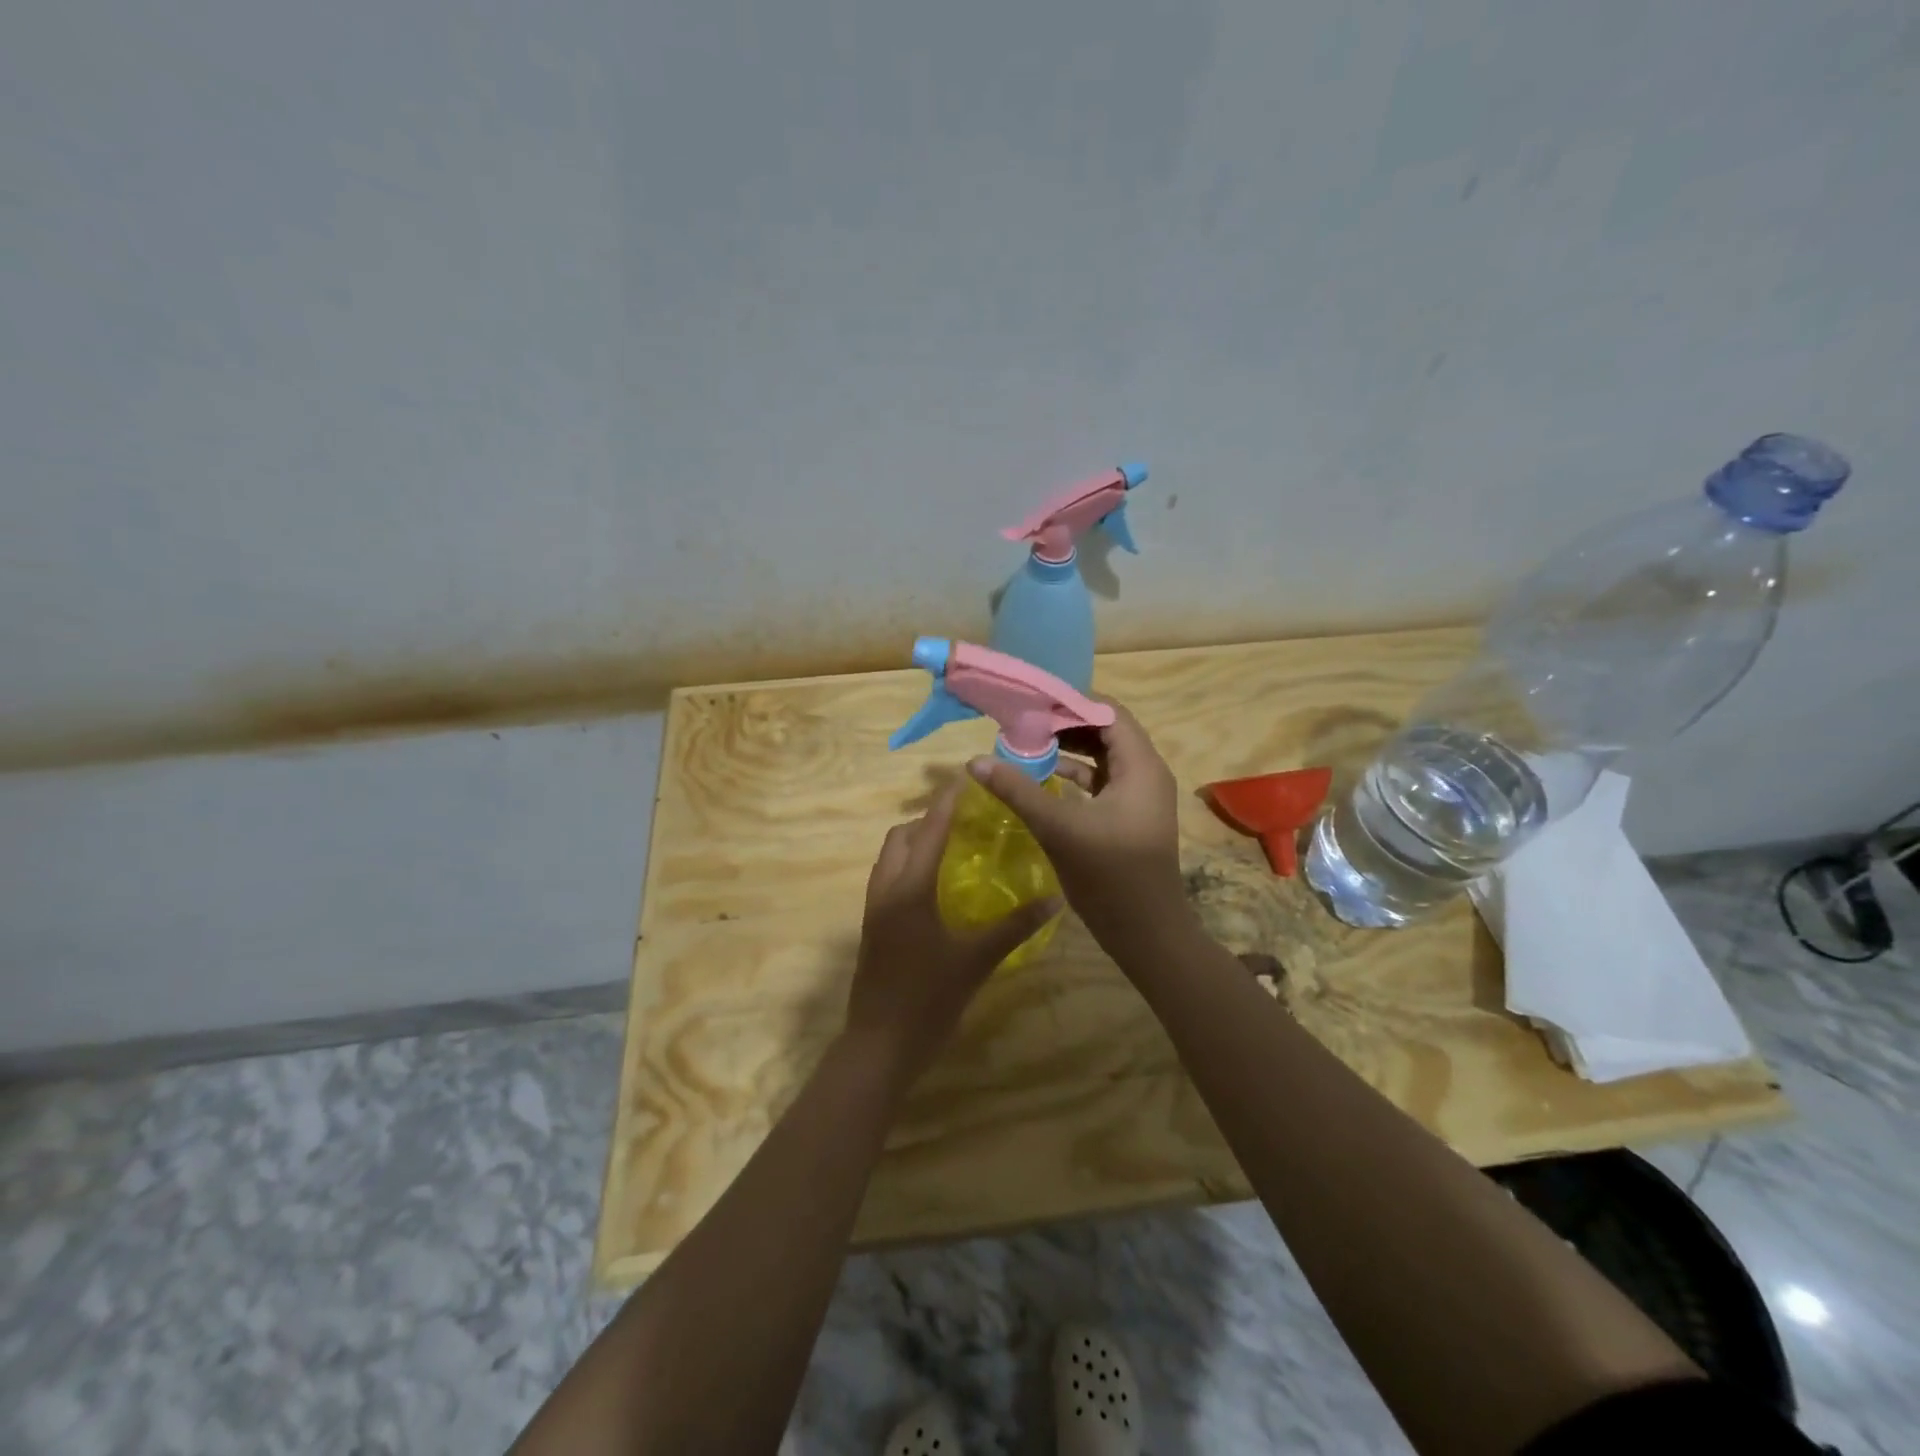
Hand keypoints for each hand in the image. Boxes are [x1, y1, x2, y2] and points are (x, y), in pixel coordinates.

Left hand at [844, 779, 1060, 1091]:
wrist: (879, 1046)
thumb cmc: (928, 1000)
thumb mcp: (976, 961)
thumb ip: (1014, 926)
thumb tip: (1053, 898)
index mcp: (909, 888)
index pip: (929, 830)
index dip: (947, 802)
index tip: (968, 780)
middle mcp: (886, 889)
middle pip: (901, 836)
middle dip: (928, 819)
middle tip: (966, 819)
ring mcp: (874, 908)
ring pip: (889, 857)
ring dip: (915, 842)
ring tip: (953, 846)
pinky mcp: (872, 927)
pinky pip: (888, 878)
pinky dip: (909, 866)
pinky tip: (937, 885)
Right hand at [966, 700, 1189, 954]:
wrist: (1147, 934)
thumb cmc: (1110, 876)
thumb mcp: (1060, 829)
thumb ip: (1018, 791)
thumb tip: (975, 761)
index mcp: (1140, 766)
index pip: (1107, 712)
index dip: (1069, 703)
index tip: (1029, 702)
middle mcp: (1145, 773)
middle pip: (1105, 730)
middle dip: (1063, 724)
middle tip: (1021, 722)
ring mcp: (1139, 796)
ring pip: (1102, 756)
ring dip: (1067, 749)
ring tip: (1025, 743)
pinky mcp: (1129, 816)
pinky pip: (1101, 781)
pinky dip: (1074, 774)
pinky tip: (1042, 777)